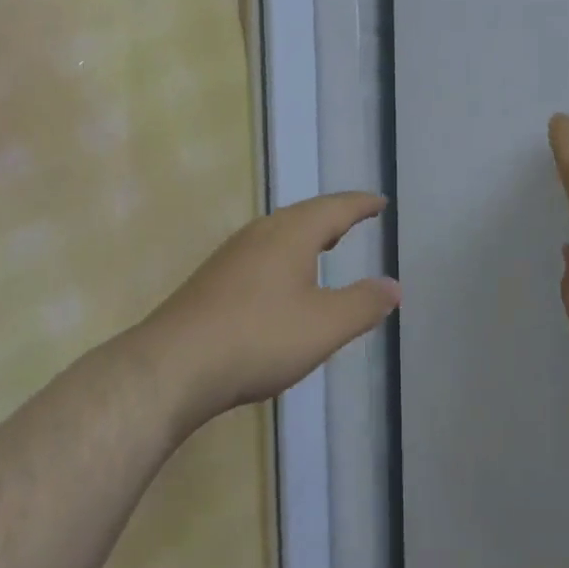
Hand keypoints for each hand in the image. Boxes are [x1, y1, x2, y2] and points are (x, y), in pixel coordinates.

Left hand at [141, 193, 400, 425]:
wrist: (173, 366)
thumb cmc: (259, 337)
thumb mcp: (324, 326)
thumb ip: (363, 304)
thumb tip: (395, 286)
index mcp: (292, 233)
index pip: (336, 208)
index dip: (361, 205)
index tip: (380, 202)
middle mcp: (262, 232)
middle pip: (305, 214)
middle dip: (334, 216)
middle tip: (356, 218)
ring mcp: (233, 254)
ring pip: (280, 232)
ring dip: (307, 234)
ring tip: (324, 244)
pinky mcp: (213, 278)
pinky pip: (261, 251)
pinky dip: (285, 254)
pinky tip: (281, 280)